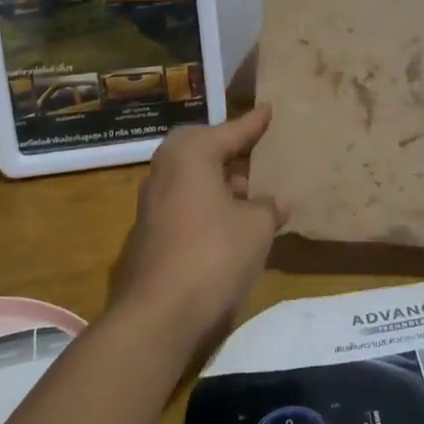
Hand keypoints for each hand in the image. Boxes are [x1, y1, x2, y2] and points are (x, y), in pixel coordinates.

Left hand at [109, 106, 286, 356]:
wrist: (158, 314)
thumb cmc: (213, 255)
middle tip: (257, 153)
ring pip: (192, 179)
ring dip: (220, 182)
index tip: (269, 109)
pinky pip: (185, 204)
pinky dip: (207, 205)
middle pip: (203, 150)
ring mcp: (152, 203)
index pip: (229, 131)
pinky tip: (229, 224)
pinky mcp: (148, 233)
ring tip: (251, 192)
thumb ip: (267, 207)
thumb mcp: (255, 228)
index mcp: (190, 155)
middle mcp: (165, 170)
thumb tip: (274, 202)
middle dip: (230, 151)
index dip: (253, 123)